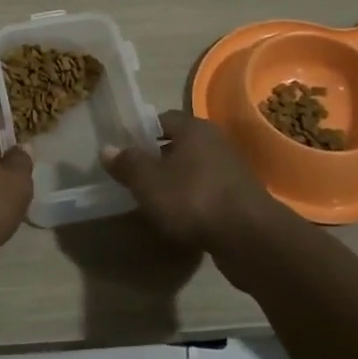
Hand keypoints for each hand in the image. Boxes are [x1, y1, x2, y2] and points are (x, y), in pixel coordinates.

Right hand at [101, 110, 283, 254]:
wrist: (250, 239)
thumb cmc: (193, 198)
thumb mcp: (148, 181)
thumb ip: (127, 163)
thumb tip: (107, 149)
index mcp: (194, 128)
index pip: (161, 119)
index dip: (141, 133)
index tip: (124, 152)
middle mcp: (216, 142)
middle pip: (178, 145)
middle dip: (157, 160)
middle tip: (134, 178)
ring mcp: (232, 170)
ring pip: (193, 170)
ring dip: (176, 183)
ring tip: (154, 202)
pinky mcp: (240, 198)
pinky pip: (207, 192)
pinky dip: (193, 202)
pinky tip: (180, 219)